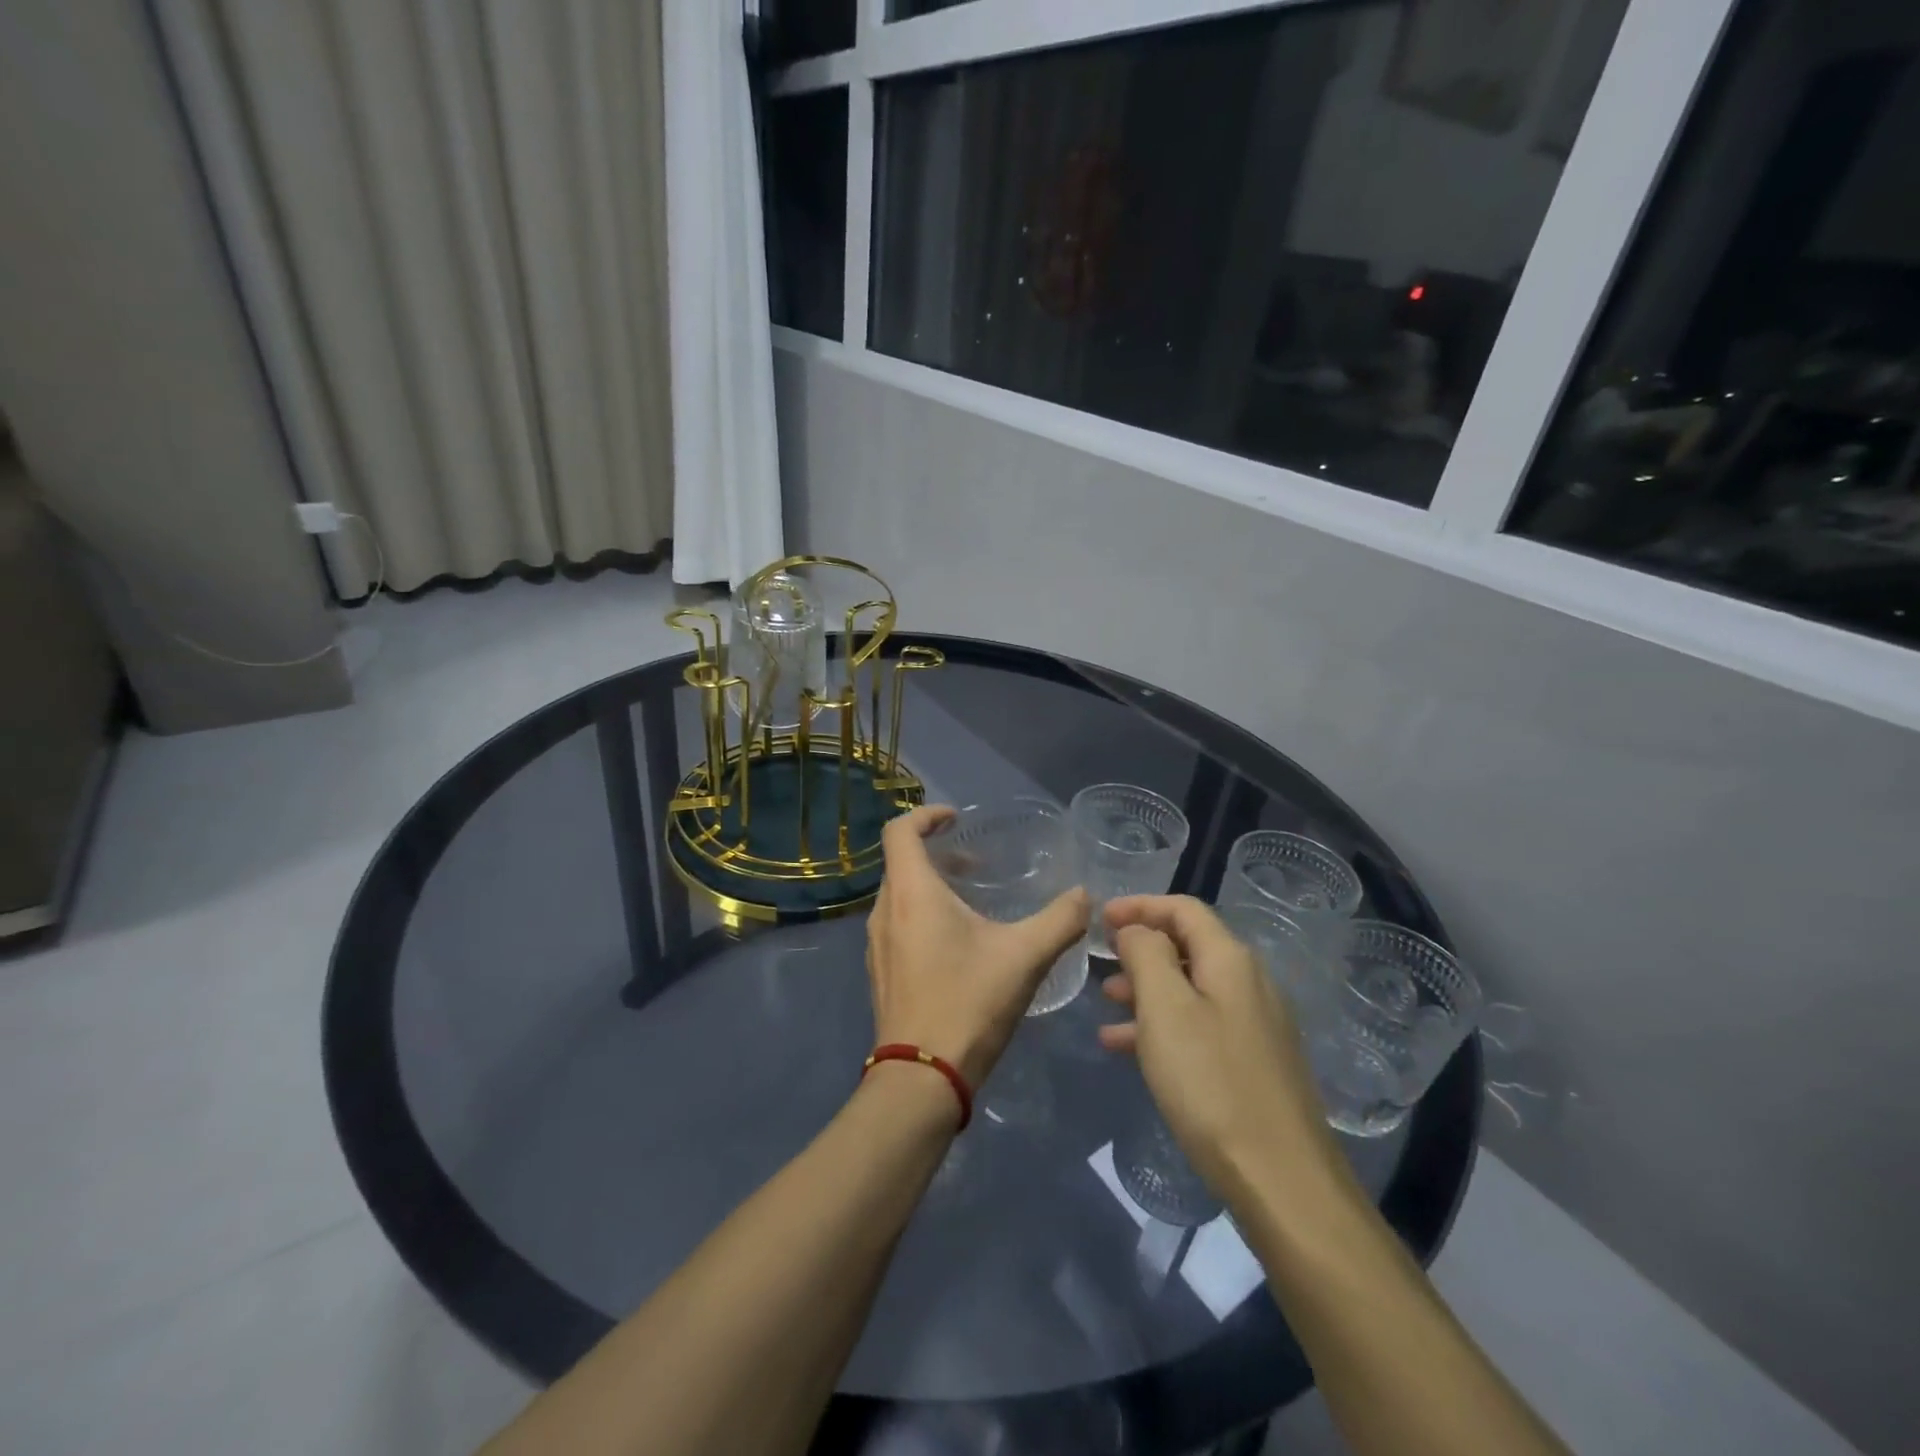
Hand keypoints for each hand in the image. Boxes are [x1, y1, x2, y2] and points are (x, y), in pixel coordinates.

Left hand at [865, 805, 1088, 1090]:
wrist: (921, 1078)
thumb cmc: (968, 1003)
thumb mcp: (1025, 957)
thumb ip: (1060, 920)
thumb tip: (1084, 895)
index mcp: (911, 893)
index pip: (900, 830)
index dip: (926, 814)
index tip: (957, 818)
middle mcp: (885, 911)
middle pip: (901, 862)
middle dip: (937, 854)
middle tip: (977, 864)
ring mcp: (876, 945)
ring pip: (899, 896)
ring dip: (931, 887)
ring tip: (973, 903)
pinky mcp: (880, 972)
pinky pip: (897, 925)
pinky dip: (922, 916)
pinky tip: (958, 945)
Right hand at [1099, 895, 1338, 1196]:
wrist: (1281, 1180)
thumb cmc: (1211, 1083)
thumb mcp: (1165, 1008)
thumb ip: (1147, 954)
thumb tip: (1139, 929)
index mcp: (1231, 960)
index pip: (1183, 909)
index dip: (1140, 906)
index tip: (1100, 918)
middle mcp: (1249, 983)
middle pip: (1188, 946)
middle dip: (1140, 949)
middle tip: (1101, 962)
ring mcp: (1255, 1025)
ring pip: (1190, 989)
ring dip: (1146, 990)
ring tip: (1106, 1006)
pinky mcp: (1253, 1063)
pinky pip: (1199, 1026)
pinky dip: (1163, 1027)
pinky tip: (1128, 1049)